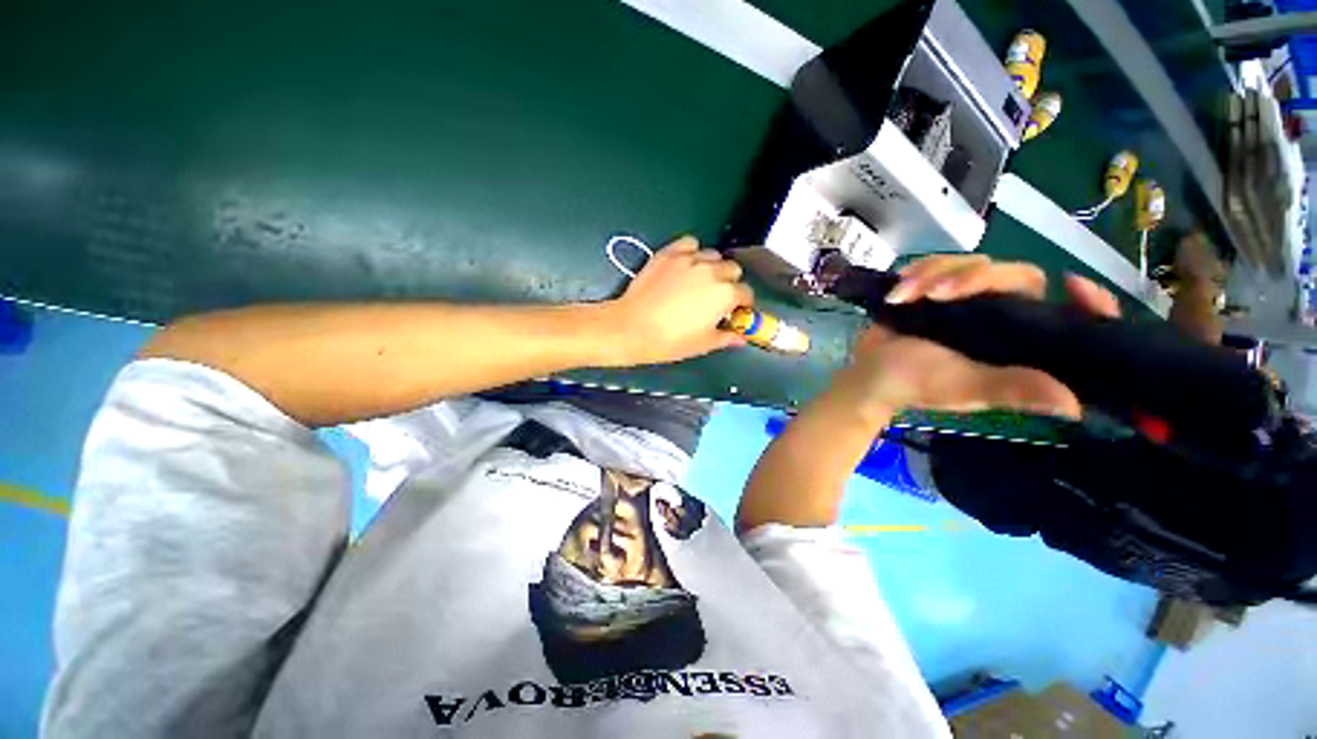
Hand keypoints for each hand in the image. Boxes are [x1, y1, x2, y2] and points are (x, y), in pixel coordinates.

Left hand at [605, 236, 753, 365]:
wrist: (632, 328)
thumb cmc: (671, 341)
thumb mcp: (703, 344)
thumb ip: (726, 337)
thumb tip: (740, 338)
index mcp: (725, 294)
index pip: (746, 293)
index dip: (742, 304)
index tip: (733, 313)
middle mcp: (712, 271)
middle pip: (732, 269)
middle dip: (729, 282)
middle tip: (716, 298)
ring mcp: (689, 259)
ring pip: (712, 255)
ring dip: (712, 266)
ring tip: (700, 280)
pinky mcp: (669, 254)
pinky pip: (689, 243)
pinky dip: (692, 251)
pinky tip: (685, 265)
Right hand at [838, 254, 1120, 417]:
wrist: (870, 374)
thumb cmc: (916, 384)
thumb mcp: (965, 389)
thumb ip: (1011, 389)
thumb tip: (1074, 405)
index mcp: (1018, 340)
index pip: (1066, 313)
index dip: (1086, 299)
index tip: (1074, 283)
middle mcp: (1001, 314)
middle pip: (1014, 274)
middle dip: (973, 277)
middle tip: (936, 295)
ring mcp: (966, 299)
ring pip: (971, 263)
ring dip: (933, 274)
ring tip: (903, 296)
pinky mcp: (935, 289)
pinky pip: (938, 264)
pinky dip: (918, 271)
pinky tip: (900, 287)